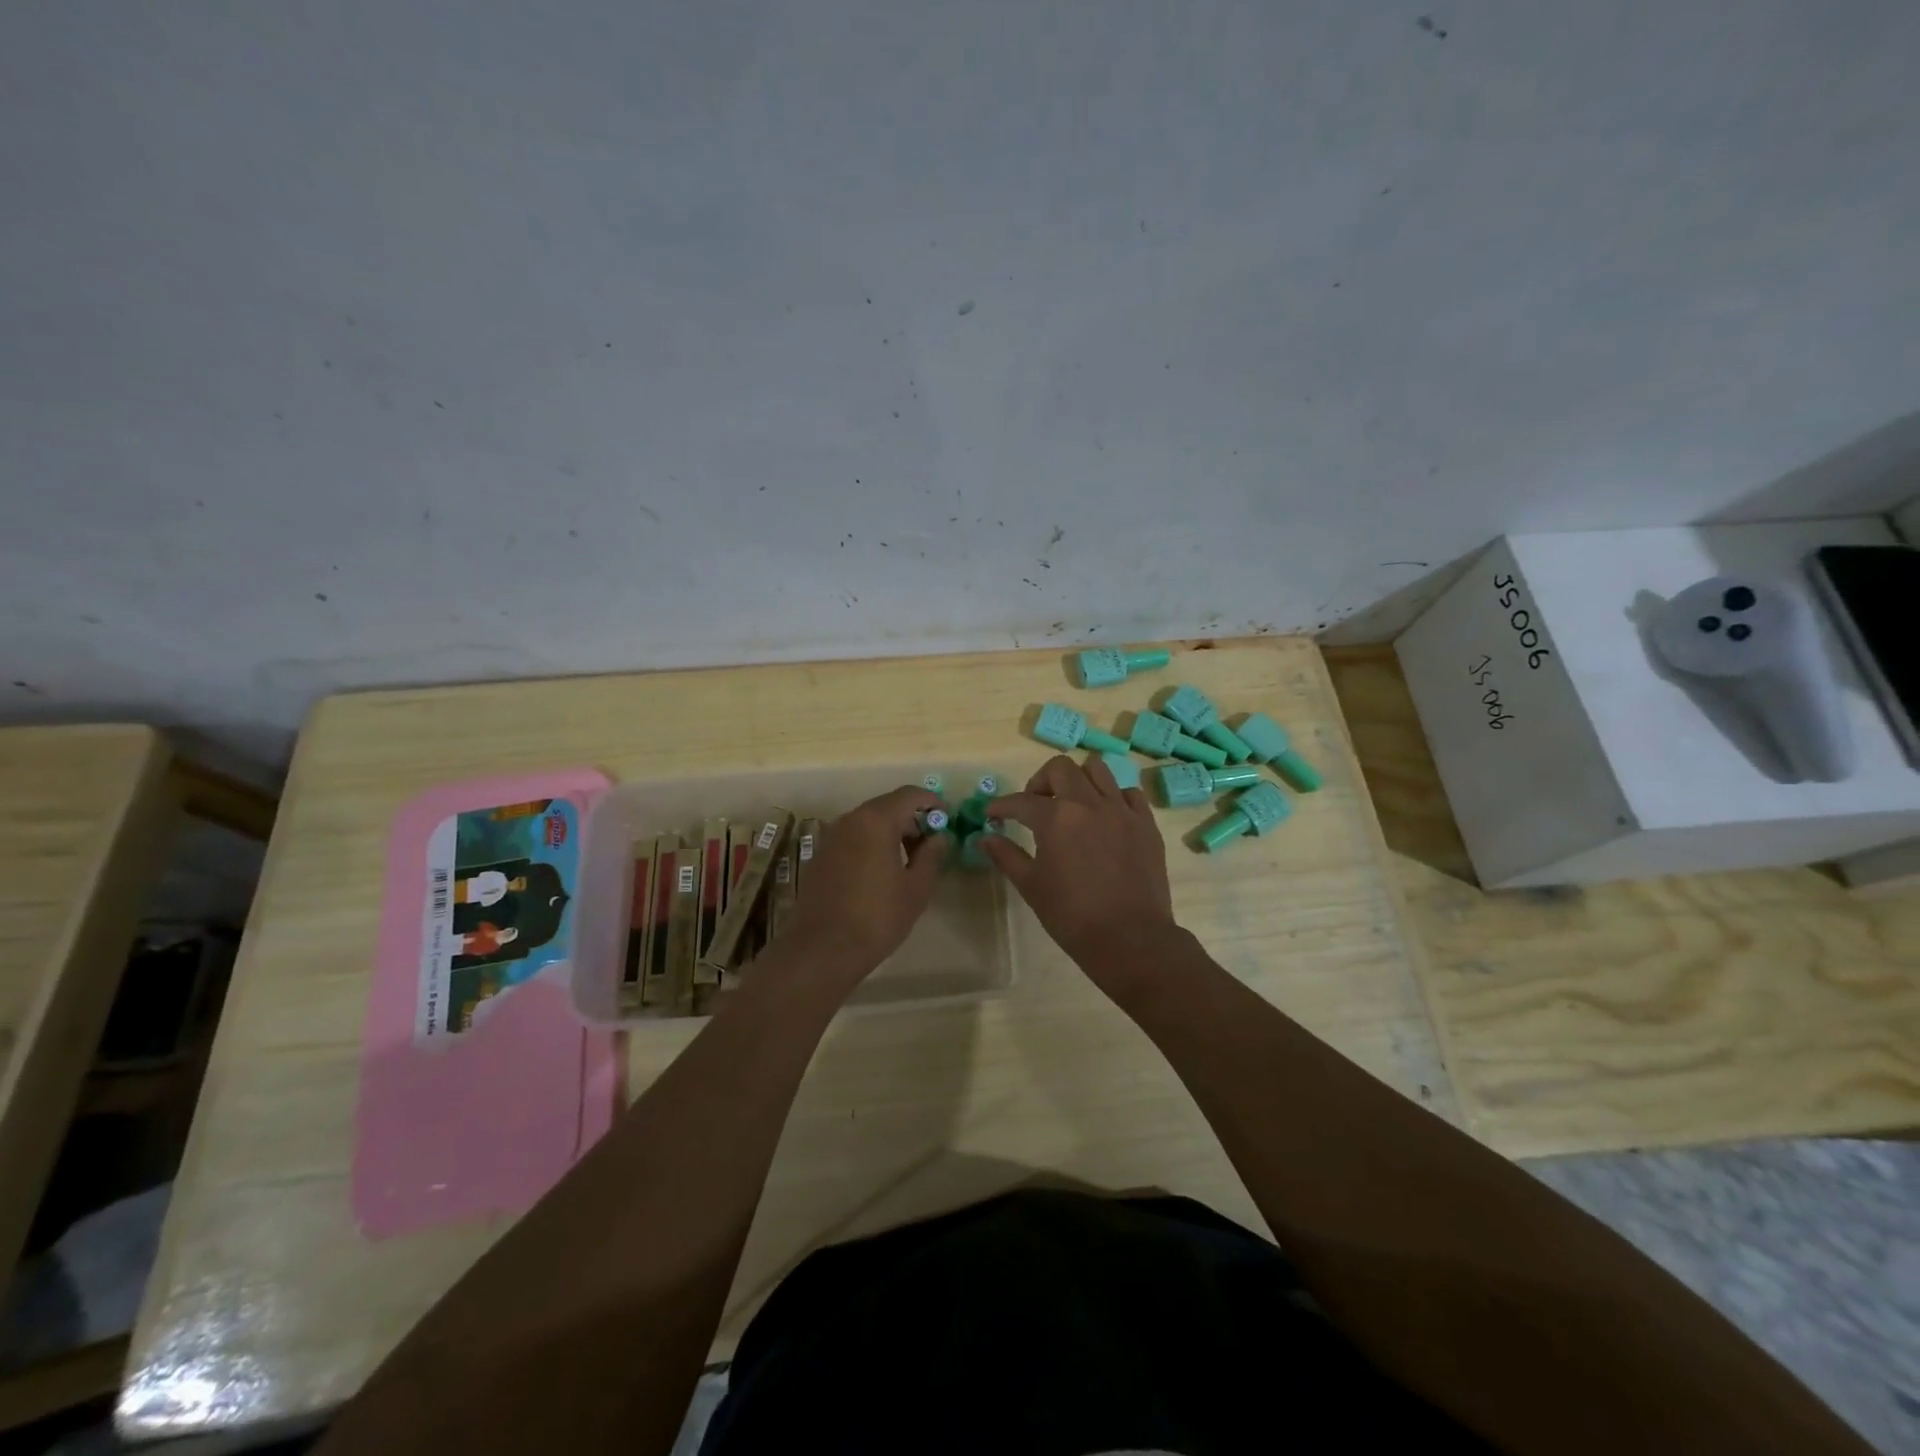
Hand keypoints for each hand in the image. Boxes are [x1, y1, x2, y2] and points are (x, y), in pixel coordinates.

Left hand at [783, 785, 948, 985]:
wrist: (824, 948)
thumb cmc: (878, 916)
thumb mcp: (916, 887)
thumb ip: (932, 855)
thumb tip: (939, 837)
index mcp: (875, 820)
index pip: (909, 795)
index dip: (932, 802)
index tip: (947, 819)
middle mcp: (850, 820)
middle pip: (887, 806)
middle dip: (912, 820)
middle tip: (931, 844)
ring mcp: (831, 837)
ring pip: (868, 822)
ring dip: (891, 832)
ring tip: (909, 861)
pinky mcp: (821, 856)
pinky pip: (853, 838)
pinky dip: (871, 844)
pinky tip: (881, 872)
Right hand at [982, 755, 1177, 976]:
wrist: (1129, 939)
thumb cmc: (1072, 916)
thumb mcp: (1031, 886)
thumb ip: (1006, 855)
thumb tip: (985, 837)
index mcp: (1056, 818)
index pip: (1021, 801)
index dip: (1002, 806)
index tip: (993, 814)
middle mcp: (1089, 803)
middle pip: (1060, 768)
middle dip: (1041, 781)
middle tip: (1036, 805)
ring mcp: (1122, 810)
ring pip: (1097, 769)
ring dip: (1078, 780)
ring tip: (1072, 804)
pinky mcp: (1146, 823)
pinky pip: (1128, 793)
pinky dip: (1113, 797)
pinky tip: (1105, 818)